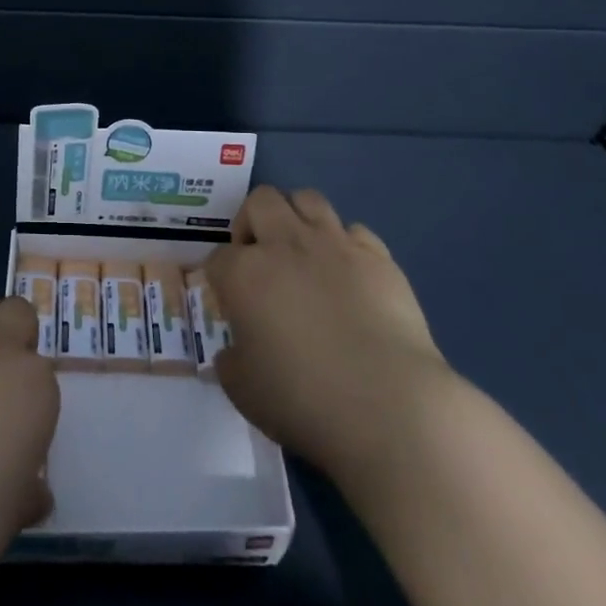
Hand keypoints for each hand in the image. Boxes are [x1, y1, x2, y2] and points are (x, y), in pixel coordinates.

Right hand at [206, 186, 448, 484]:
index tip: (229, 303)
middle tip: (258, 258)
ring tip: (301, 252)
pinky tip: (348, 275)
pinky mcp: (379, 257)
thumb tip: (236, 351)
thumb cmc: (302, 400)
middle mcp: (285, 245)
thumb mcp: (242, 389)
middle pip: (260, 202)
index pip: (218, 257)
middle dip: (252, 222)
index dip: (220, 278)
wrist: (388, 406)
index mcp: (244, 273)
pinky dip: (345, 245)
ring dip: (296, 218)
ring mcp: (335, 245)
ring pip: (307, 199)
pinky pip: (354, 231)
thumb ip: (231, 361)